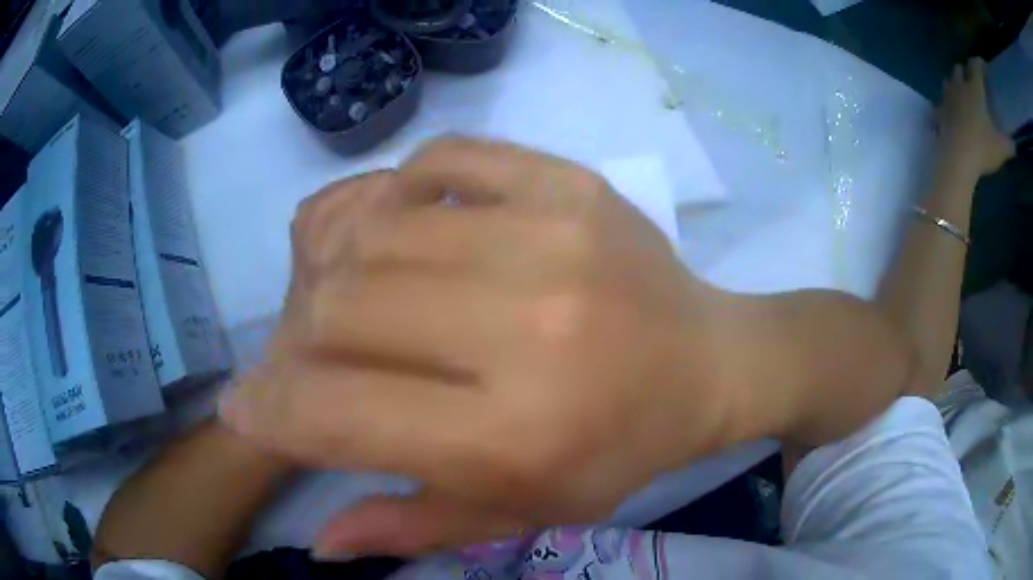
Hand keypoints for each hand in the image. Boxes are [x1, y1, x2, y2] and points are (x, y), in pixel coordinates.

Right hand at [221, 139, 758, 555]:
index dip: (268, 409)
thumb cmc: (617, 450)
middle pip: (341, 307)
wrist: (706, 363)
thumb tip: (318, 542)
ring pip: (377, 229)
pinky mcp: (568, 182)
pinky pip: (441, 160)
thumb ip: (409, 526)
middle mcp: (527, 328)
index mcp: (513, 435)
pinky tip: (412, 226)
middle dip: (296, 338)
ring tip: (347, 292)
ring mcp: (551, 235)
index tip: (240, 404)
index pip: (337, 413)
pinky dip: (400, 189)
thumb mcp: (519, 514)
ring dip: (336, 264)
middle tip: (303, 353)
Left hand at [938, 57, 1014, 178]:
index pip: (975, 67)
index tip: (983, 65)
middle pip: (959, 68)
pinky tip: (951, 110)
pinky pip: (941, 101)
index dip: (979, 63)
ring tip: (963, 93)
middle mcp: (959, 86)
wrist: (956, 159)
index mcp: (974, 89)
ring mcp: (947, 96)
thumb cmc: (982, 149)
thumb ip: (1009, 145)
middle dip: (966, 71)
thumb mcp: (1001, 149)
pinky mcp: (939, 110)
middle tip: (974, 81)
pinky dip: (947, 102)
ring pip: (949, 79)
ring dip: (956, 82)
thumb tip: (1014, 144)